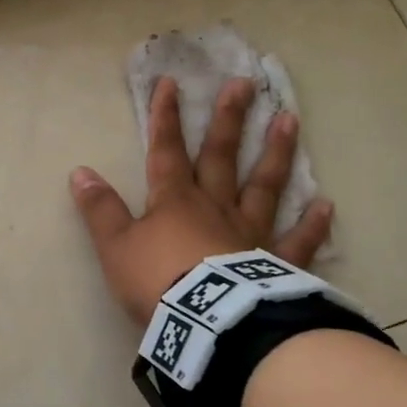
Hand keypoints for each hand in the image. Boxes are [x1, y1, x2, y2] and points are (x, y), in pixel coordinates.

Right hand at [69, 76, 334, 324]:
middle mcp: (215, 206)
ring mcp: (250, 232)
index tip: (171, 83)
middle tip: (243, 84)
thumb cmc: (157, 281)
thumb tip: (80, 172)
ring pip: (263, 185)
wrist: (208, 323)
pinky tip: (325, 205)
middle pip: (220, 156)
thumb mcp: (115, 246)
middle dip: (227, 119)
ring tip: (289, 120)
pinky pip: (297, 241)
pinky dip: (311, 224)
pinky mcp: (275, 263)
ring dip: (275, 152)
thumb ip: (101, 210)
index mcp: (174, 200)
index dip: (165, 117)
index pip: (165, 150)